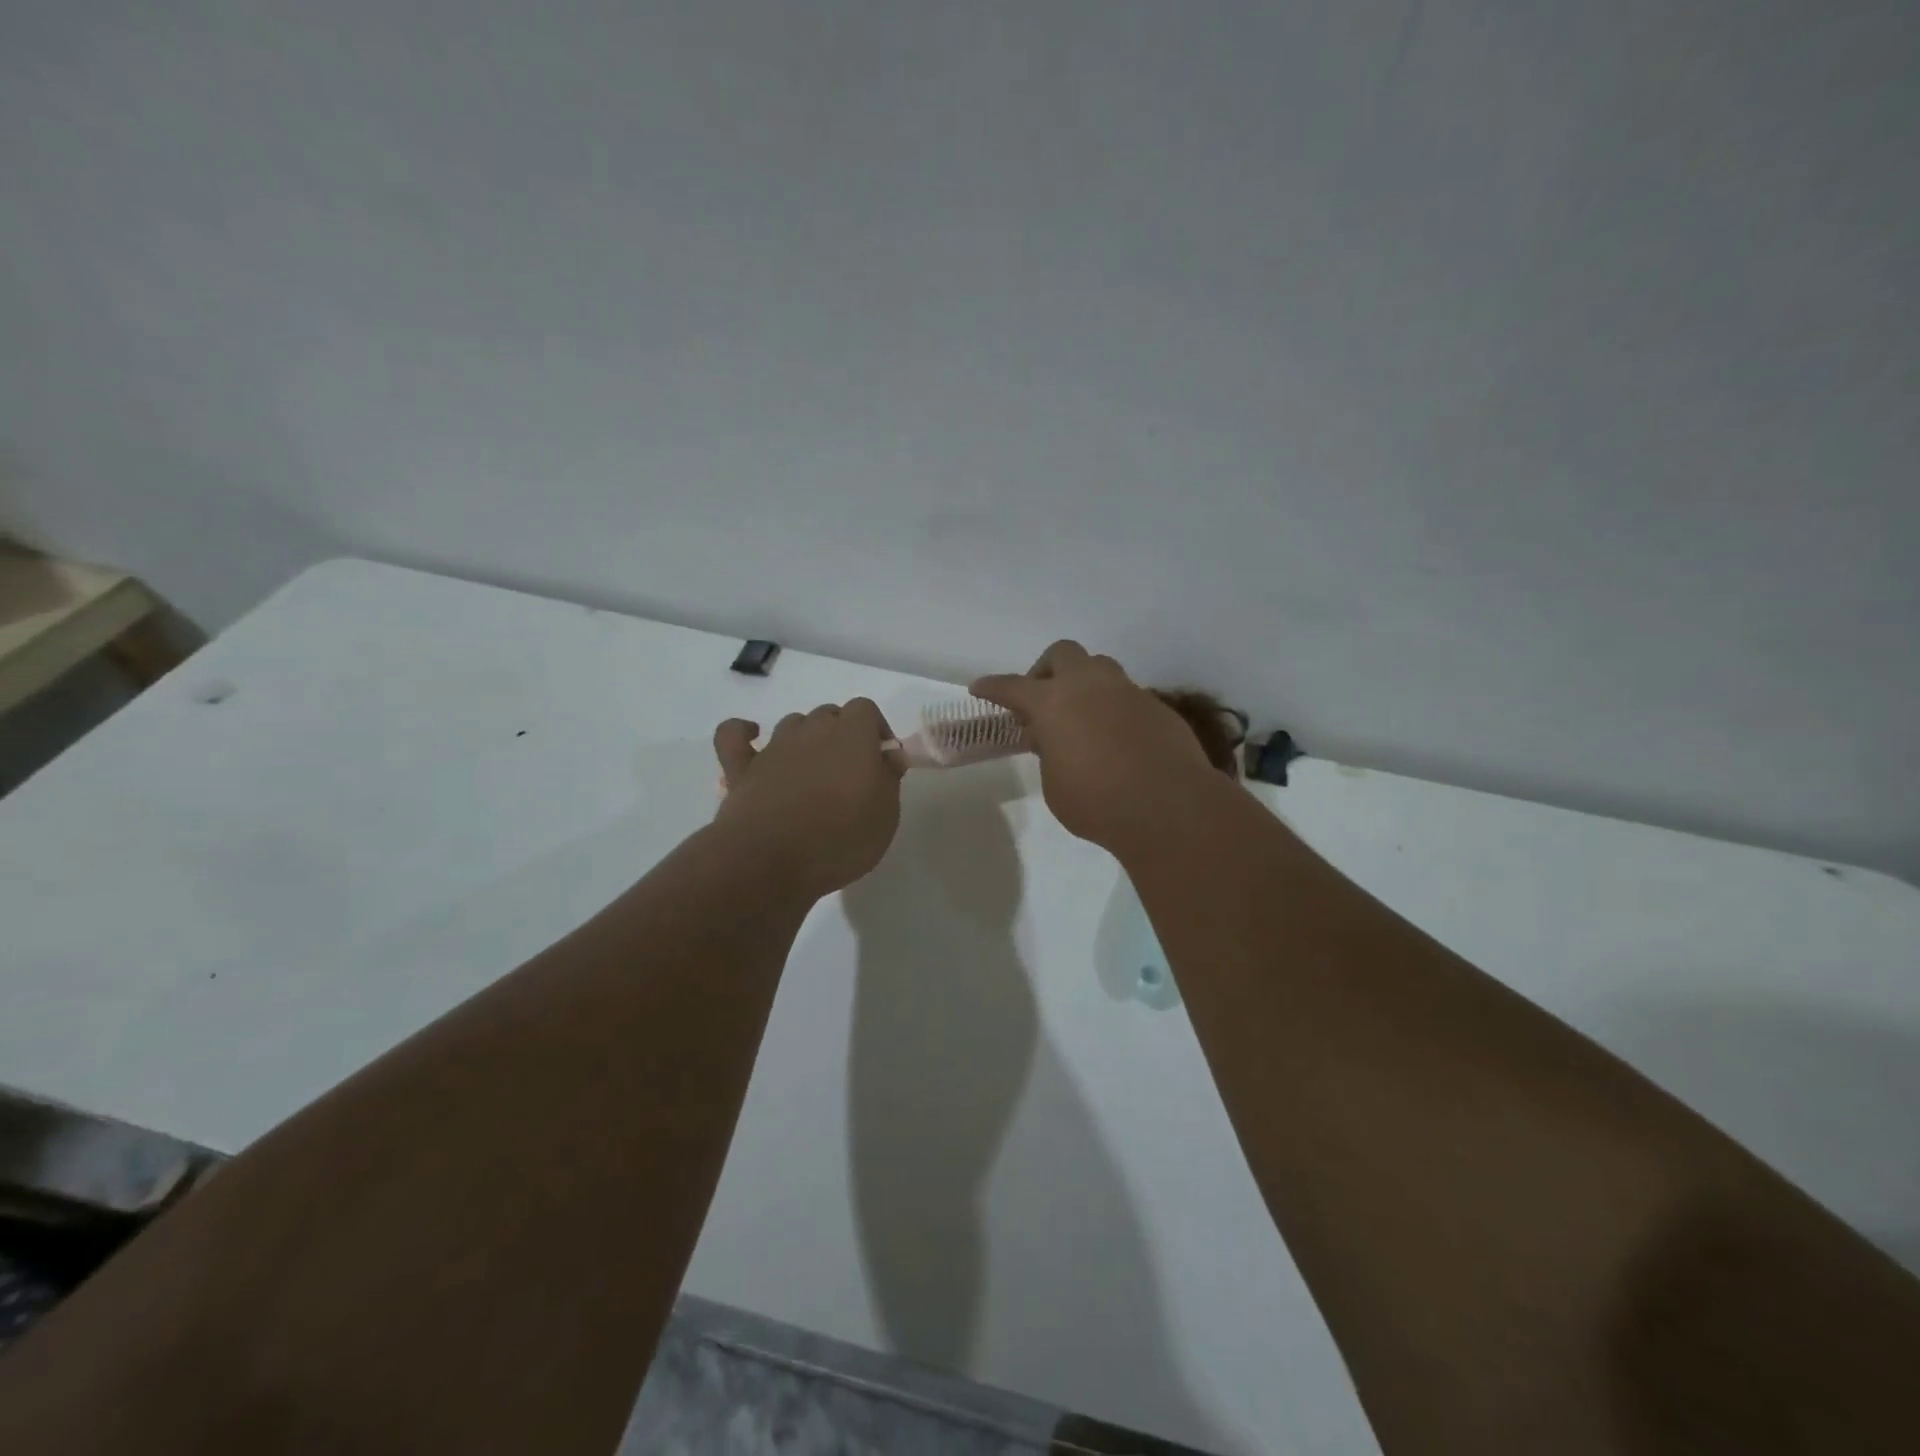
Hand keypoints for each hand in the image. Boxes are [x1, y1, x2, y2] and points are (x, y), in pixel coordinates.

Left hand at [712, 699, 903, 896]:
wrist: (771, 861)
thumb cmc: (841, 839)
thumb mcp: (886, 815)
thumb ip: (888, 778)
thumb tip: (887, 755)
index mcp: (852, 735)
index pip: (866, 710)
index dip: (875, 729)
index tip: (882, 759)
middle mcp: (812, 730)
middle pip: (829, 714)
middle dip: (842, 734)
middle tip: (849, 772)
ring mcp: (774, 747)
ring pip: (792, 724)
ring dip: (805, 739)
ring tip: (813, 771)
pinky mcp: (741, 768)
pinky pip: (734, 736)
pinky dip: (743, 732)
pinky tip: (752, 738)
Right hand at [971, 641, 1222, 851]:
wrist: (1168, 806)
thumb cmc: (1096, 801)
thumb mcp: (1055, 784)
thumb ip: (1049, 753)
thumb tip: (1054, 738)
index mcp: (1053, 702)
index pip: (1012, 687)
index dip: (993, 687)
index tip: (980, 688)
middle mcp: (1089, 686)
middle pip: (1062, 654)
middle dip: (1046, 670)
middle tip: (1042, 701)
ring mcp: (1128, 692)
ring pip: (1100, 667)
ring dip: (1084, 683)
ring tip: (1080, 716)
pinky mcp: (1157, 707)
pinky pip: (1127, 696)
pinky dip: (1113, 708)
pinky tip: (1115, 738)